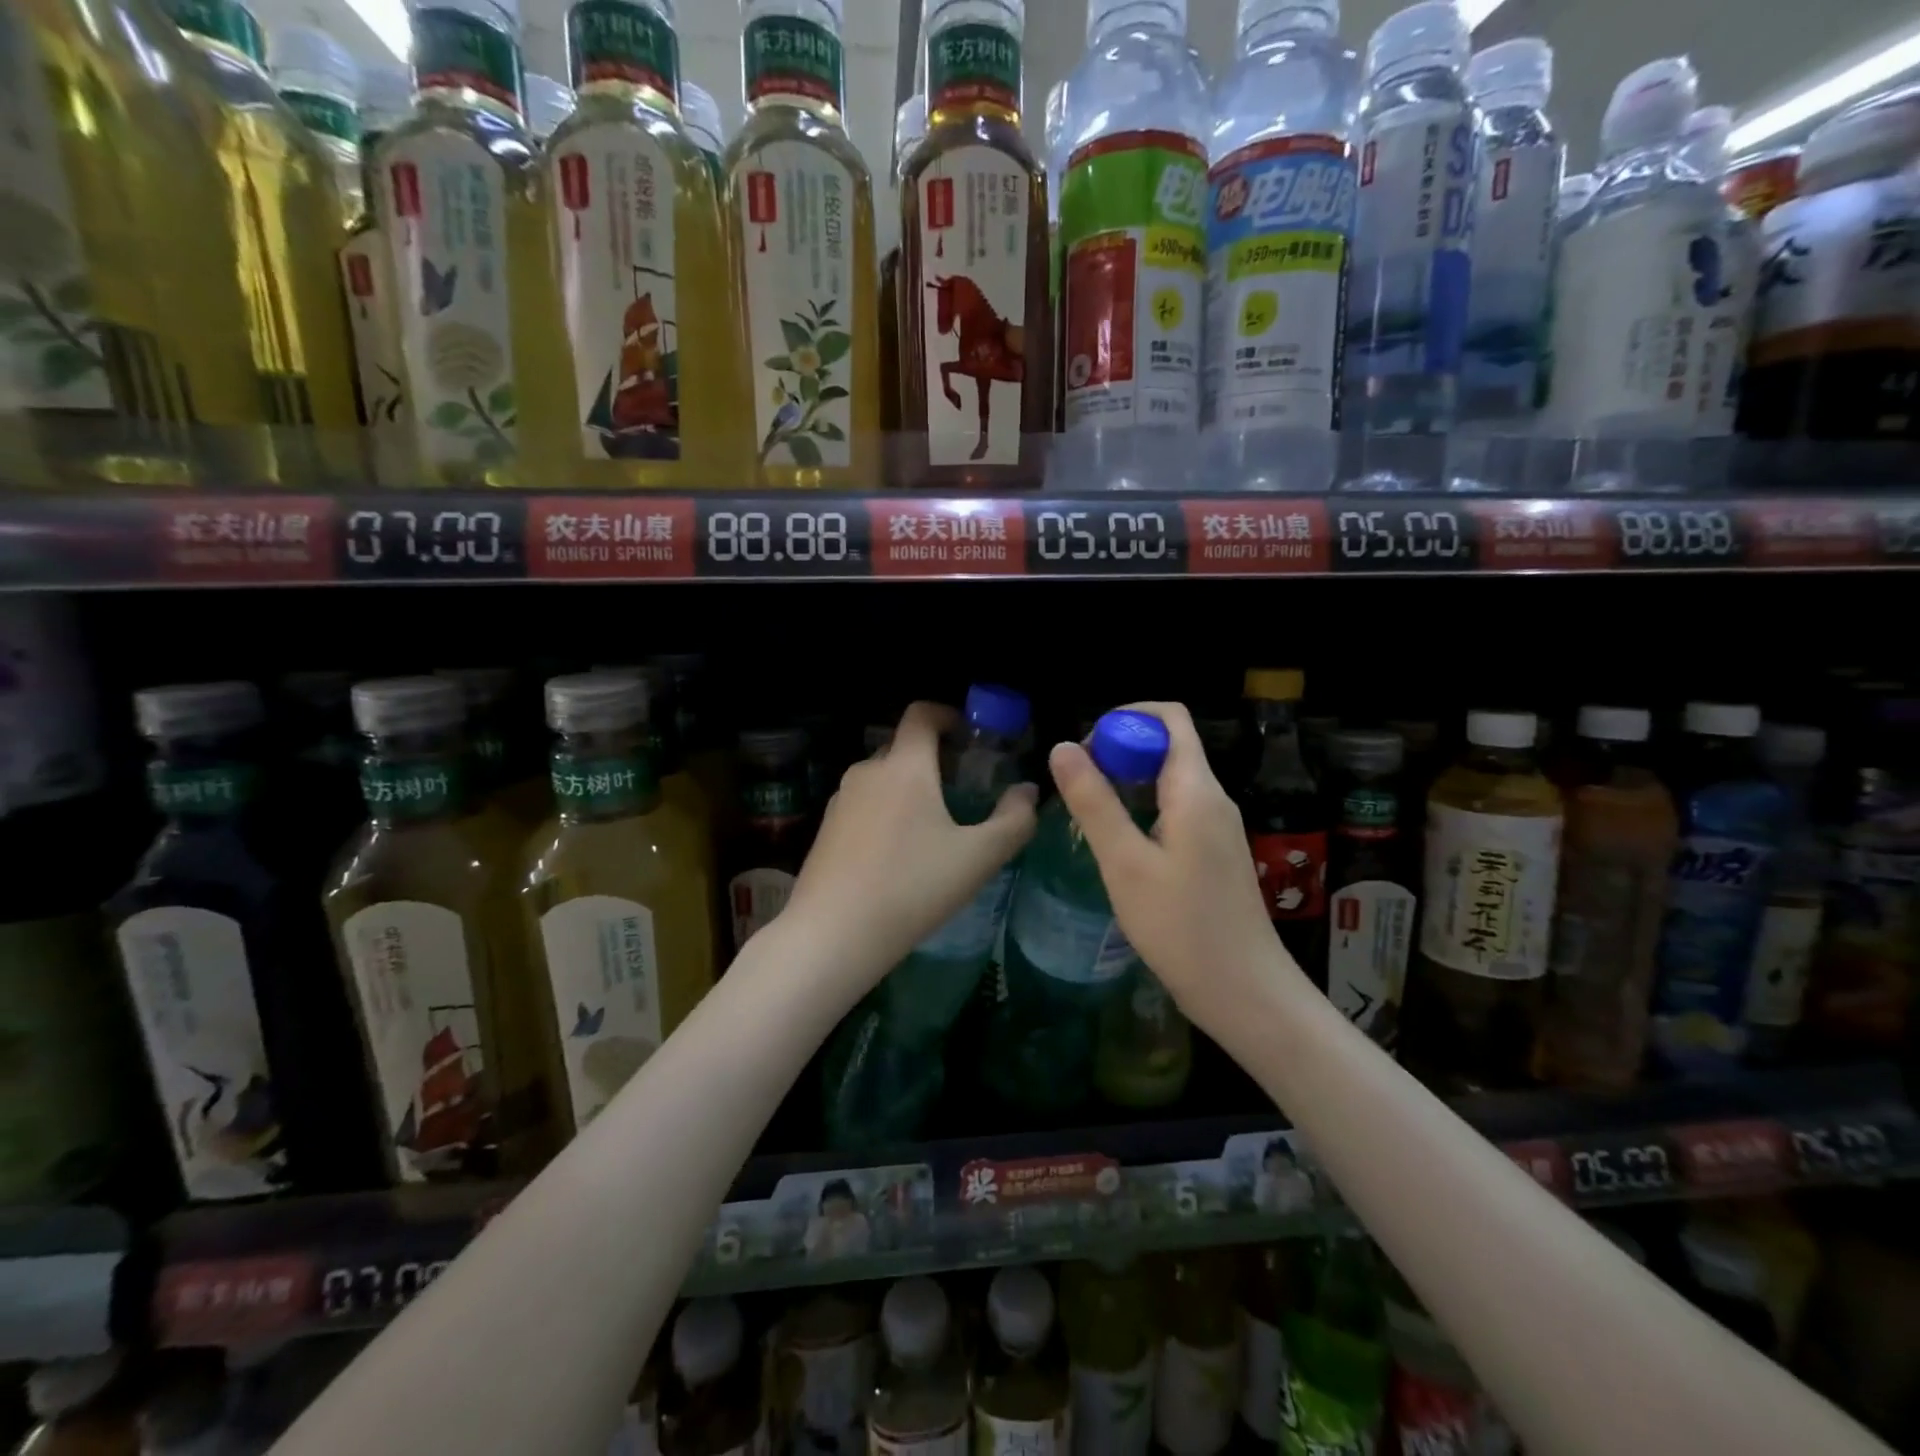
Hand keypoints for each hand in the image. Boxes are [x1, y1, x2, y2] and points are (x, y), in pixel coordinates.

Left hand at [787, 701, 1037, 984]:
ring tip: (932, 828)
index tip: (968, 736)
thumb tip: (1028, 791)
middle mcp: (868, 771)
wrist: (833, 934)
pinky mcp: (825, 829)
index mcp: (905, 766)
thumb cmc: (913, 887)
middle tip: (961, 789)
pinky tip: (897, 856)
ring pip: (881, 779)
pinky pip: (863, 806)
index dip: (947, 715)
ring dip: (907, 788)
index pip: (921, 714)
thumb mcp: (978, 858)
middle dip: (932, 758)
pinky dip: (884, 813)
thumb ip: (1013, 820)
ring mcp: (840, 800)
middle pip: (902, 746)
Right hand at [1047, 702, 1296, 1026]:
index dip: (1126, 717)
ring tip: (1087, 814)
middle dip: (1120, 751)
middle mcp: (1212, 798)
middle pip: (1167, 745)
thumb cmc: (1181, 927)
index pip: (1170, 717)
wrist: (1244, 992)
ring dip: (1127, 782)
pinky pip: (1176, 810)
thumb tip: (1063, 746)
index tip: (1087, 748)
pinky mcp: (1214, 853)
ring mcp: (1217, 827)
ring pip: (1169, 780)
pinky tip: (1117, 845)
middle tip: (1077, 785)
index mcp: (1196, 789)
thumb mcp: (1125, 863)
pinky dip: (1142, 810)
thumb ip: (1094, 802)